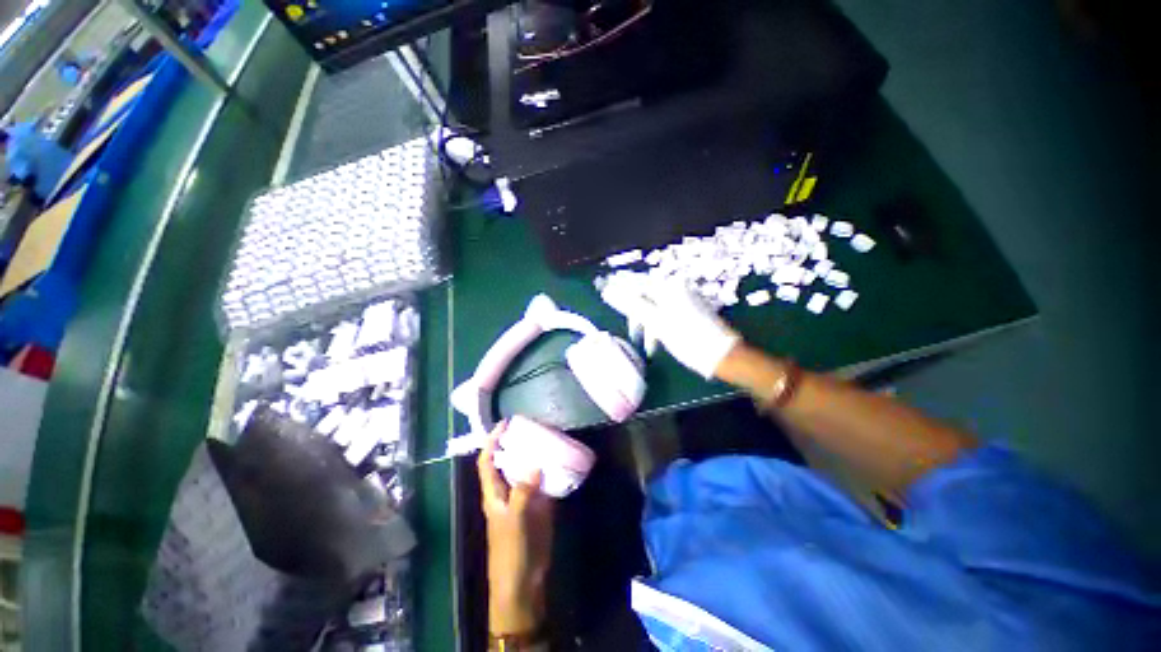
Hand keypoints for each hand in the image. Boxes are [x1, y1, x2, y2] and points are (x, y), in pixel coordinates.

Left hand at [478, 421, 554, 635]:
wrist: (524, 580)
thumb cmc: (510, 551)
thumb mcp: (514, 520)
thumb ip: (523, 492)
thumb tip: (535, 464)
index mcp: (494, 492)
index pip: (487, 462)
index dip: (492, 442)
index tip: (504, 424)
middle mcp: (508, 489)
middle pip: (509, 460)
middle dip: (517, 443)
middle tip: (533, 425)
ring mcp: (525, 496)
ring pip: (528, 469)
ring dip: (536, 454)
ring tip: (549, 436)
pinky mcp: (541, 504)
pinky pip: (545, 481)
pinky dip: (551, 470)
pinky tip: (561, 459)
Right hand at [600, 273, 741, 378]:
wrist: (724, 355)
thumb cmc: (689, 340)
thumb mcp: (657, 323)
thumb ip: (632, 305)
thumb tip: (609, 291)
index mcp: (669, 288)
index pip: (636, 282)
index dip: (618, 284)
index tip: (602, 285)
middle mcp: (677, 288)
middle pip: (645, 292)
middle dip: (632, 306)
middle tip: (623, 322)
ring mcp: (685, 298)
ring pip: (655, 304)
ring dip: (645, 319)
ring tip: (643, 340)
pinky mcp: (689, 309)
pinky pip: (665, 310)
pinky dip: (656, 322)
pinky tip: (655, 337)